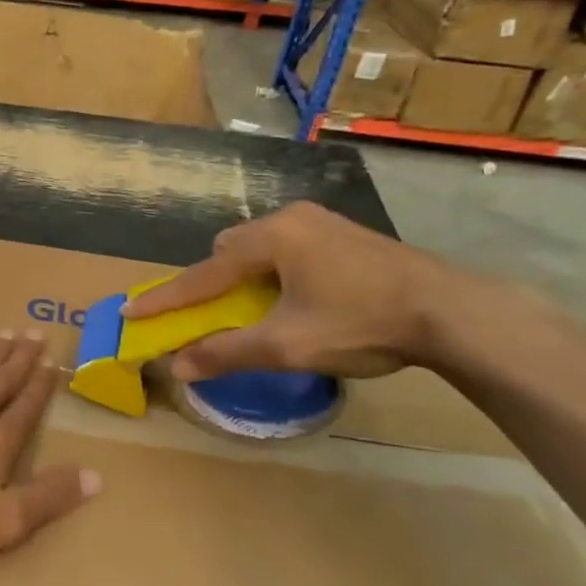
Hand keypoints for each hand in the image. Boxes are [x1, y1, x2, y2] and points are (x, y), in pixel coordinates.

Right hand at [121, 202, 469, 380]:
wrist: (454, 313)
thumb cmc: (361, 323)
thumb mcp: (287, 345)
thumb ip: (227, 353)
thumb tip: (177, 366)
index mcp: (270, 238)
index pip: (202, 273)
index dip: (165, 298)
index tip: (131, 311)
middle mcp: (290, 219)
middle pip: (229, 250)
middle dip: (212, 282)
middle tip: (211, 315)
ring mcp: (322, 222)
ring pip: (260, 247)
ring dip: (245, 277)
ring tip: (256, 310)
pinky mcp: (346, 234)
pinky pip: (288, 248)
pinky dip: (275, 272)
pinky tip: (296, 297)